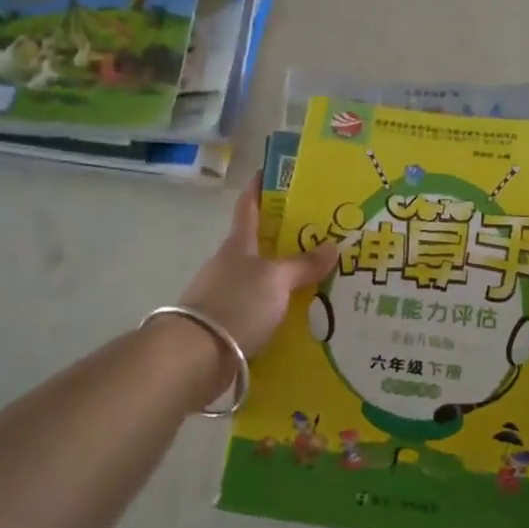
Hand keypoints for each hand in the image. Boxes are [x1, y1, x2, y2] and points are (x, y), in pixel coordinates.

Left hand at [179, 177, 340, 357]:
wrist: (195, 356)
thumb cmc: (236, 304)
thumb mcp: (276, 280)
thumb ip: (303, 264)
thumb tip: (332, 246)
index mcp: (238, 245)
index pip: (248, 207)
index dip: (259, 188)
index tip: (269, 171)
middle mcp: (229, 265)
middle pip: (257, 243)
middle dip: (283, 236)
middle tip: (318, 233)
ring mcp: (225, 294)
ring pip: (259, 277)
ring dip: (283, 275)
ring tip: (317, 277)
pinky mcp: (227, 324)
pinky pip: (259, 308)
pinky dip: (277, 306)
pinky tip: (299, 314)